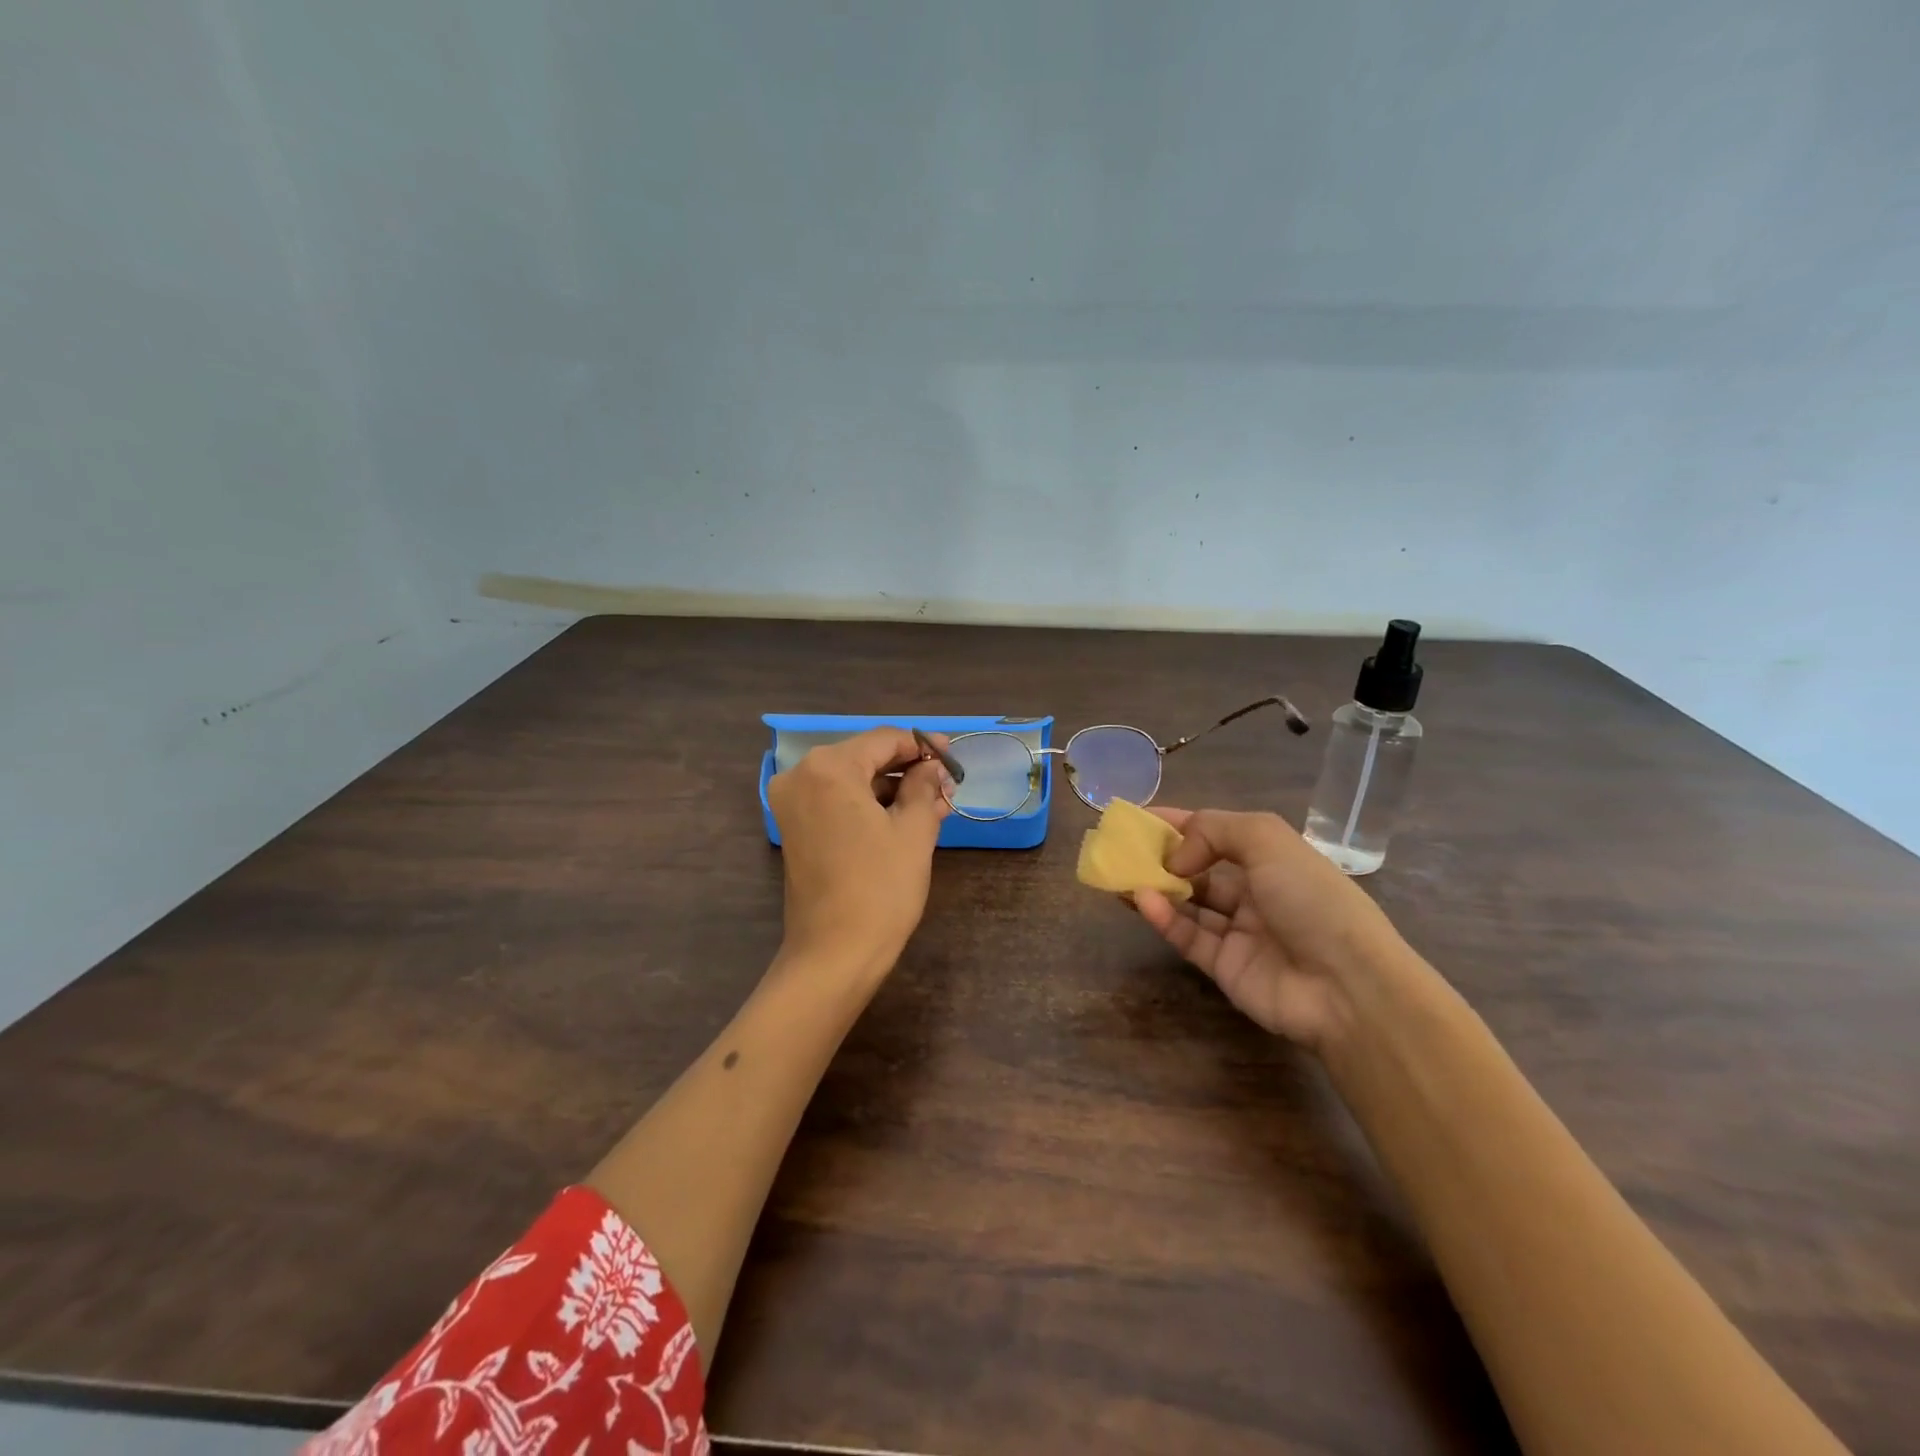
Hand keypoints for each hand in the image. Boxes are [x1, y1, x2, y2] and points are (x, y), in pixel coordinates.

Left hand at [766, 726, 950, 984]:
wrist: (834, 954)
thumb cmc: (880, 888)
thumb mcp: (913, 831)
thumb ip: (924, 787)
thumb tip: (933, 768)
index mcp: (828, 768)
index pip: (884, 739)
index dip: (922, 745)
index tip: (953, 756)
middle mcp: (801, 776)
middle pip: (865, 757)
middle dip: (908, 769)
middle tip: (947, 786)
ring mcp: (793, 804)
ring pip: (852, 780)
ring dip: (892, 789)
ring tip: (935, 805)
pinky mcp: (795, 828)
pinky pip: (837, 802)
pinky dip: (869, 805)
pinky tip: (905, 817)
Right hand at [1132, 807, 1412, 1050]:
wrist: (1347, 985)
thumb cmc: (1311, 898)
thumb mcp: (1267, 839)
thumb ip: (1213, 830)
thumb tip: (1177, 858)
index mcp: (1272, 860)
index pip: (1217, 834)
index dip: (1179, 824)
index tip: (1139, 818)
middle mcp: (1255, 892)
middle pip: (1199, 870)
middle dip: (1161, 858)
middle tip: (1121, 850)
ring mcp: (1239, 932)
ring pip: (1188, 904)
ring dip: (1156, 888)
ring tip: (1120, 875)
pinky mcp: (1224, 967)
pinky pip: (1188, 936)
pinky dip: (1164, 918)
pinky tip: (1143, 901)